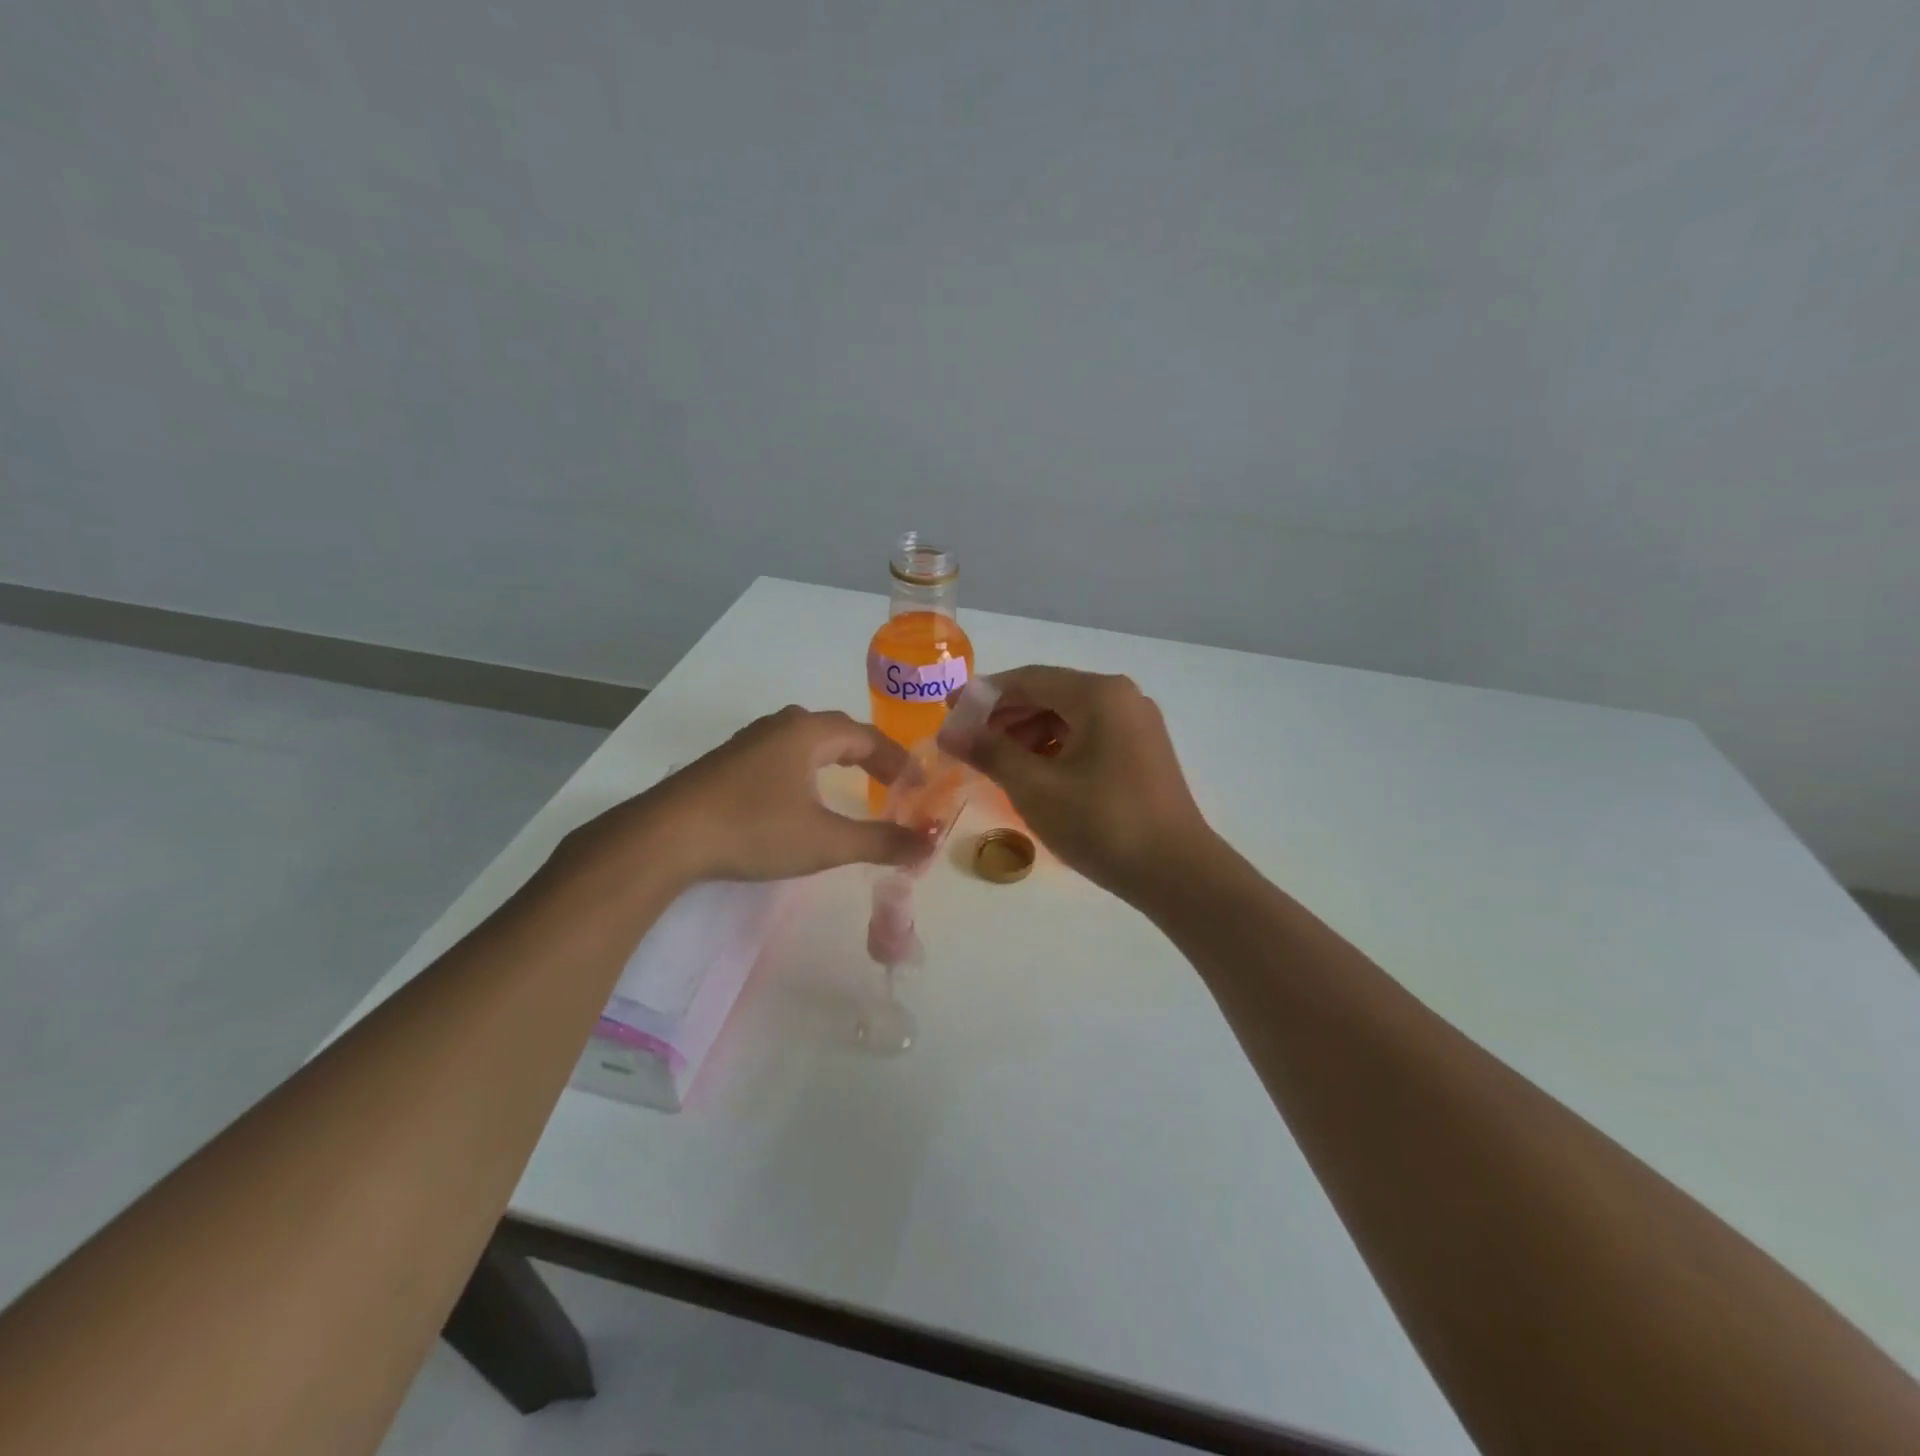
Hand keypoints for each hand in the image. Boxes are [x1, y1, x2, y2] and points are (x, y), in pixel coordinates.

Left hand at [565, 707, 936, 887]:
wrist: (665, 837)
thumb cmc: (754, 830)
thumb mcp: (825, 841)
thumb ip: (880, 842)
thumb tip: (928, 844)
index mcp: (808, 733)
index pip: (867, 736)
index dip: (897, 759)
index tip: (917, 784)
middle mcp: (779, 726)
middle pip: (836, 732)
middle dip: (868, 755)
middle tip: (891, 783)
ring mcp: (748, 743)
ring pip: (804, 740)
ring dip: (834, 759)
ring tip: (850, 784)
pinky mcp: (726, 763)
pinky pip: (781, 754)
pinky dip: (805, 768)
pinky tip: (797, 794)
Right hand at [955, 666, 1213, 902]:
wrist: (1176, 873)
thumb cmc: (1102, 823)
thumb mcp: (1035, 787)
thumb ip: (990, 752)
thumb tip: (949, 731)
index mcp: (1099, 694)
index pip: (1028, 679)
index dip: (983, 695)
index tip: (948, 713)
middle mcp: (1122, 698)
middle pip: (1050, 695)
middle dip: (1005, 718)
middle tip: (969, 744)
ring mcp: (1137, 724)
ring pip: (1069, 717)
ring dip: (1029, 735)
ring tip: (997, 765)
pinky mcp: (1142, 751)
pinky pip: (1089, 736)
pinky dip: (1056, 749)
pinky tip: (1035, 775)